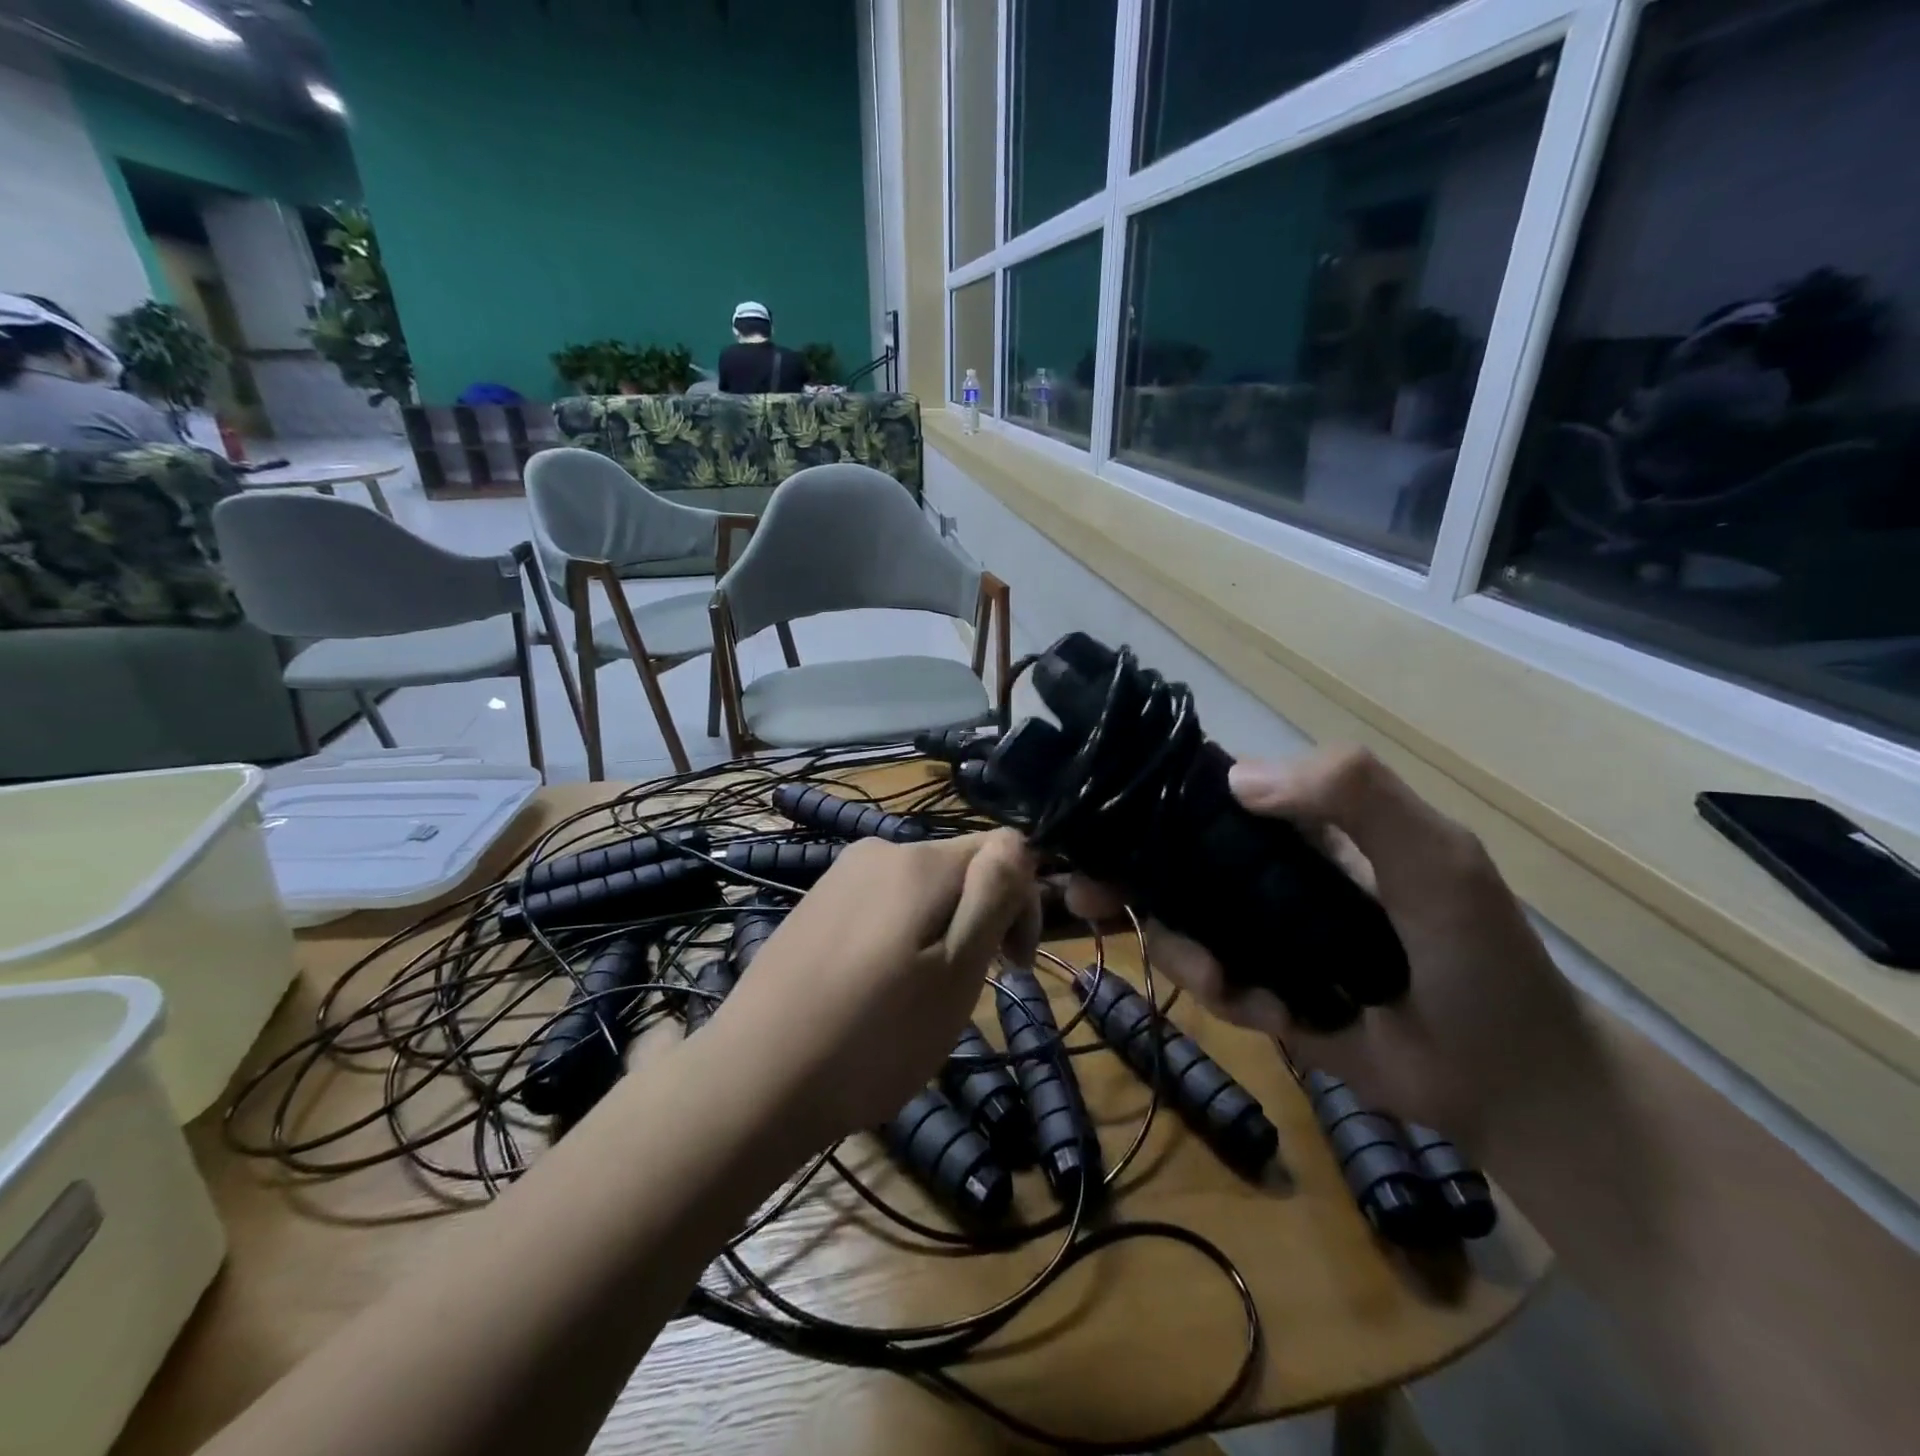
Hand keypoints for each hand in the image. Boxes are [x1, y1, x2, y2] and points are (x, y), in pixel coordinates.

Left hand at [708, 829, 1040, 1145]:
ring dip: (936, 934)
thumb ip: (993, 897)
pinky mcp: (815, 905)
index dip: (1020, 906)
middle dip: (975, 922)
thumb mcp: (956, 972)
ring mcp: (840, 876)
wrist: (753, 1080)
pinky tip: (872, 991)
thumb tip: (1019, 845)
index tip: (1008, 967)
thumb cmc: (874, 1036)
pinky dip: (896, 939)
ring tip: (912, 999)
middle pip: (958, 871)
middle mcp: (879, 850)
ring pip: (919, 892)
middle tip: (956, 993)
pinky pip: (880, 907)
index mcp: (920, 861)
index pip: (1003, 851)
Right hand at [1069, 747, 1591, 1149]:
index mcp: (1298, 824)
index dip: (1149, 798)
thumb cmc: (1477, 952)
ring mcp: (1256, 931)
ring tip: (1225, 986)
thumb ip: (1354, 795)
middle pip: (1169, 859)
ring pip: (1175, 924)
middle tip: (1086, 898)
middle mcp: (1264, 870)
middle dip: (1124, 877)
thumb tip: (1235, 777)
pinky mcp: (1255, 988)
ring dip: (1182, 952)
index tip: (1098, 817)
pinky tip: (1273, 1016)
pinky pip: (1206, 982)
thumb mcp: (1434, 856)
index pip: (1207, 793)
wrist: (1507, 1080)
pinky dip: (1225, 997)